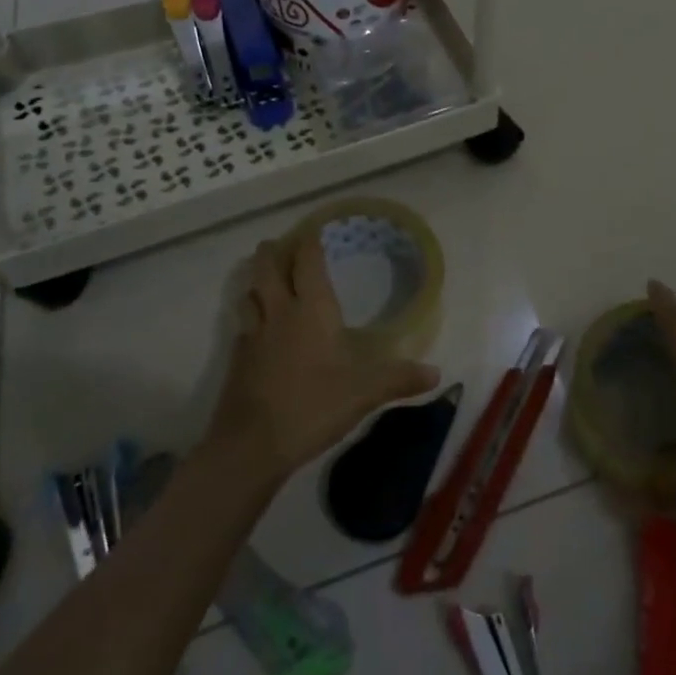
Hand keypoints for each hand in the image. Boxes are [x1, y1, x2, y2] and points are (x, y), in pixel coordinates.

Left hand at [206, 235, 440, 481]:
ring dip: (257, 280)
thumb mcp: (364, 393)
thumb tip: (437, 374)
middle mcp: (279, 313)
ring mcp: (253, 335)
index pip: (306, 261)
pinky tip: (259, 328)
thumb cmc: (312, 406)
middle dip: (274, 251)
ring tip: (266, 278)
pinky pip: (243, 324)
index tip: (315, 228)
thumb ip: (398, 379)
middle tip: (282, 244)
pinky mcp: (237, 360)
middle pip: (267, 267)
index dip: (309, 240)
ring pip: (249, 293)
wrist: (251, 445)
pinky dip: (250, 315)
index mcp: (311, 309)